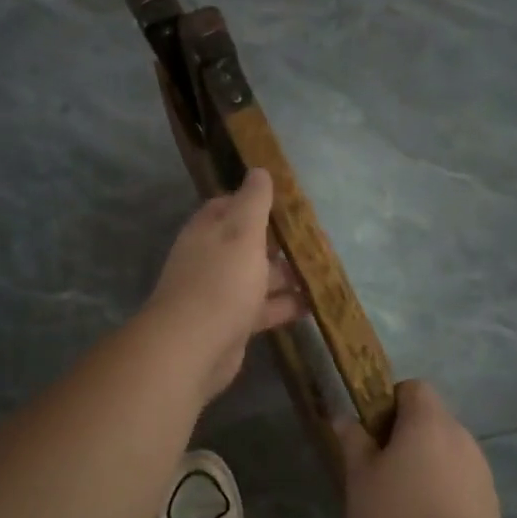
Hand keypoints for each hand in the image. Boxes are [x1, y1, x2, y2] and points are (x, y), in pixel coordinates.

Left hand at [144, 168, 304, 405]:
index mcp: (208, 231)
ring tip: (323, 270)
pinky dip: (286, 305)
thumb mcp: (242, 232)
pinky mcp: (233, 324)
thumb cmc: (221, 280)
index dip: (255, 201)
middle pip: (248, 243)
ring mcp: (221, 293)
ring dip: (287, 274)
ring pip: (259, 277)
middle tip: (317, 238)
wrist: (194, 347)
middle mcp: (211, 258)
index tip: (286, 202)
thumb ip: (253, 201)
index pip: (228, 206)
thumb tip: (259, 170)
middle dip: (279, 241)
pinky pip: (264, 308)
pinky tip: (314, 304)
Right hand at [338, 381, 508, 517]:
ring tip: (403, 505)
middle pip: (431, 420)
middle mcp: (460, 436)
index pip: (413, 387)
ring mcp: (481, 470)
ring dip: (426, 465)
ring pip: (446, 452)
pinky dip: (444, 491)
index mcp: (429, 421)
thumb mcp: (360, 480)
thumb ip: (353, 442)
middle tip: (380, 472)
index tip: (372, 434)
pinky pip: (461, 481)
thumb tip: (344, 417)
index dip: (390, 402)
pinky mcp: (491, 503)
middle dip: (406, 437)